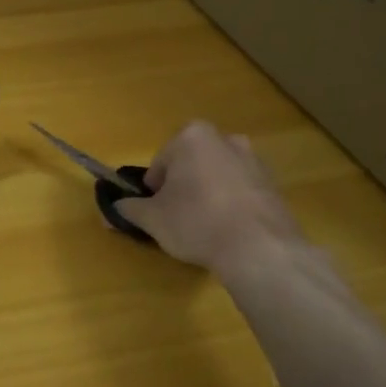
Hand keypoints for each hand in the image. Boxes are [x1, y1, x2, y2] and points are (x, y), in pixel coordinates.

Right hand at [114, 121, 304, 275]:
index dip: (155, 188)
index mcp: (192, 137)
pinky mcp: (274, 185)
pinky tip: (228, 232)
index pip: (161, 161)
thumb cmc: (196, 222)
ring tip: (204, 227)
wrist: (260, 249)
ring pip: (217, 175)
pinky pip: (241, 191)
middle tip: (178, 217)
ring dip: (208, 193)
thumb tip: (111, 209)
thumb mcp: (152, 219)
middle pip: (191, 164)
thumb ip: (128, 209)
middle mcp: (225, 139)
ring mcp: (254, 161)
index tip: (157, 210)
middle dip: (183, 185)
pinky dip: (232, 205)